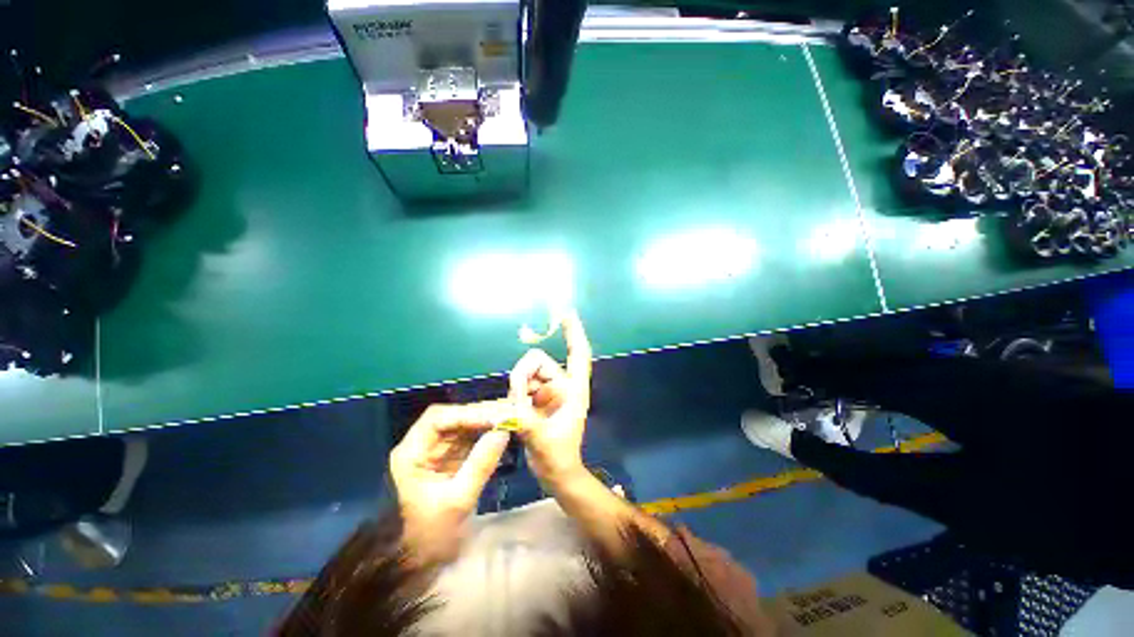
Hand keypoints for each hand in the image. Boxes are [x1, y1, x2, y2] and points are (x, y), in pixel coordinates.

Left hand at [389, 402, 510, 563]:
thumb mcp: (457, 501)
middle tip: (507, 413)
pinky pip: (467, 441)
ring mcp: (434, 454)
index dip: (467, 413)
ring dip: (484, 423)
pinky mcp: (447, 463)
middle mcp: (421, 447)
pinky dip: (484, 436)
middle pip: (451, 419)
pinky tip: (501, 435)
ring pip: (461, 428)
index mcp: (412, 453)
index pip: (438, 419)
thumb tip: (503, 431)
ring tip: (508, 420)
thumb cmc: (427, 537)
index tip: (495, 417)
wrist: (412, 567)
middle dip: (479, 414)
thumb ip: (481, 464)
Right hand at [509, 310, 592, 490]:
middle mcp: (561, 385)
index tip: (566, 312)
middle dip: (524, 377)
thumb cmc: (558, 457)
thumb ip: (527, 421)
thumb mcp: (543, 440)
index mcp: (574, 389)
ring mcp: (547, 390)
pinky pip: (520, 385)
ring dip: (518, 389)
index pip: (577, 354)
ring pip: (526, 373)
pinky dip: (515, 394)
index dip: (573, 332)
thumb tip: (511, 403)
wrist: (556, 473)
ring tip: (520, 413)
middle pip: (539, 362)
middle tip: (518, 401)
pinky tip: (517, 412)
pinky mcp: (536, 398)